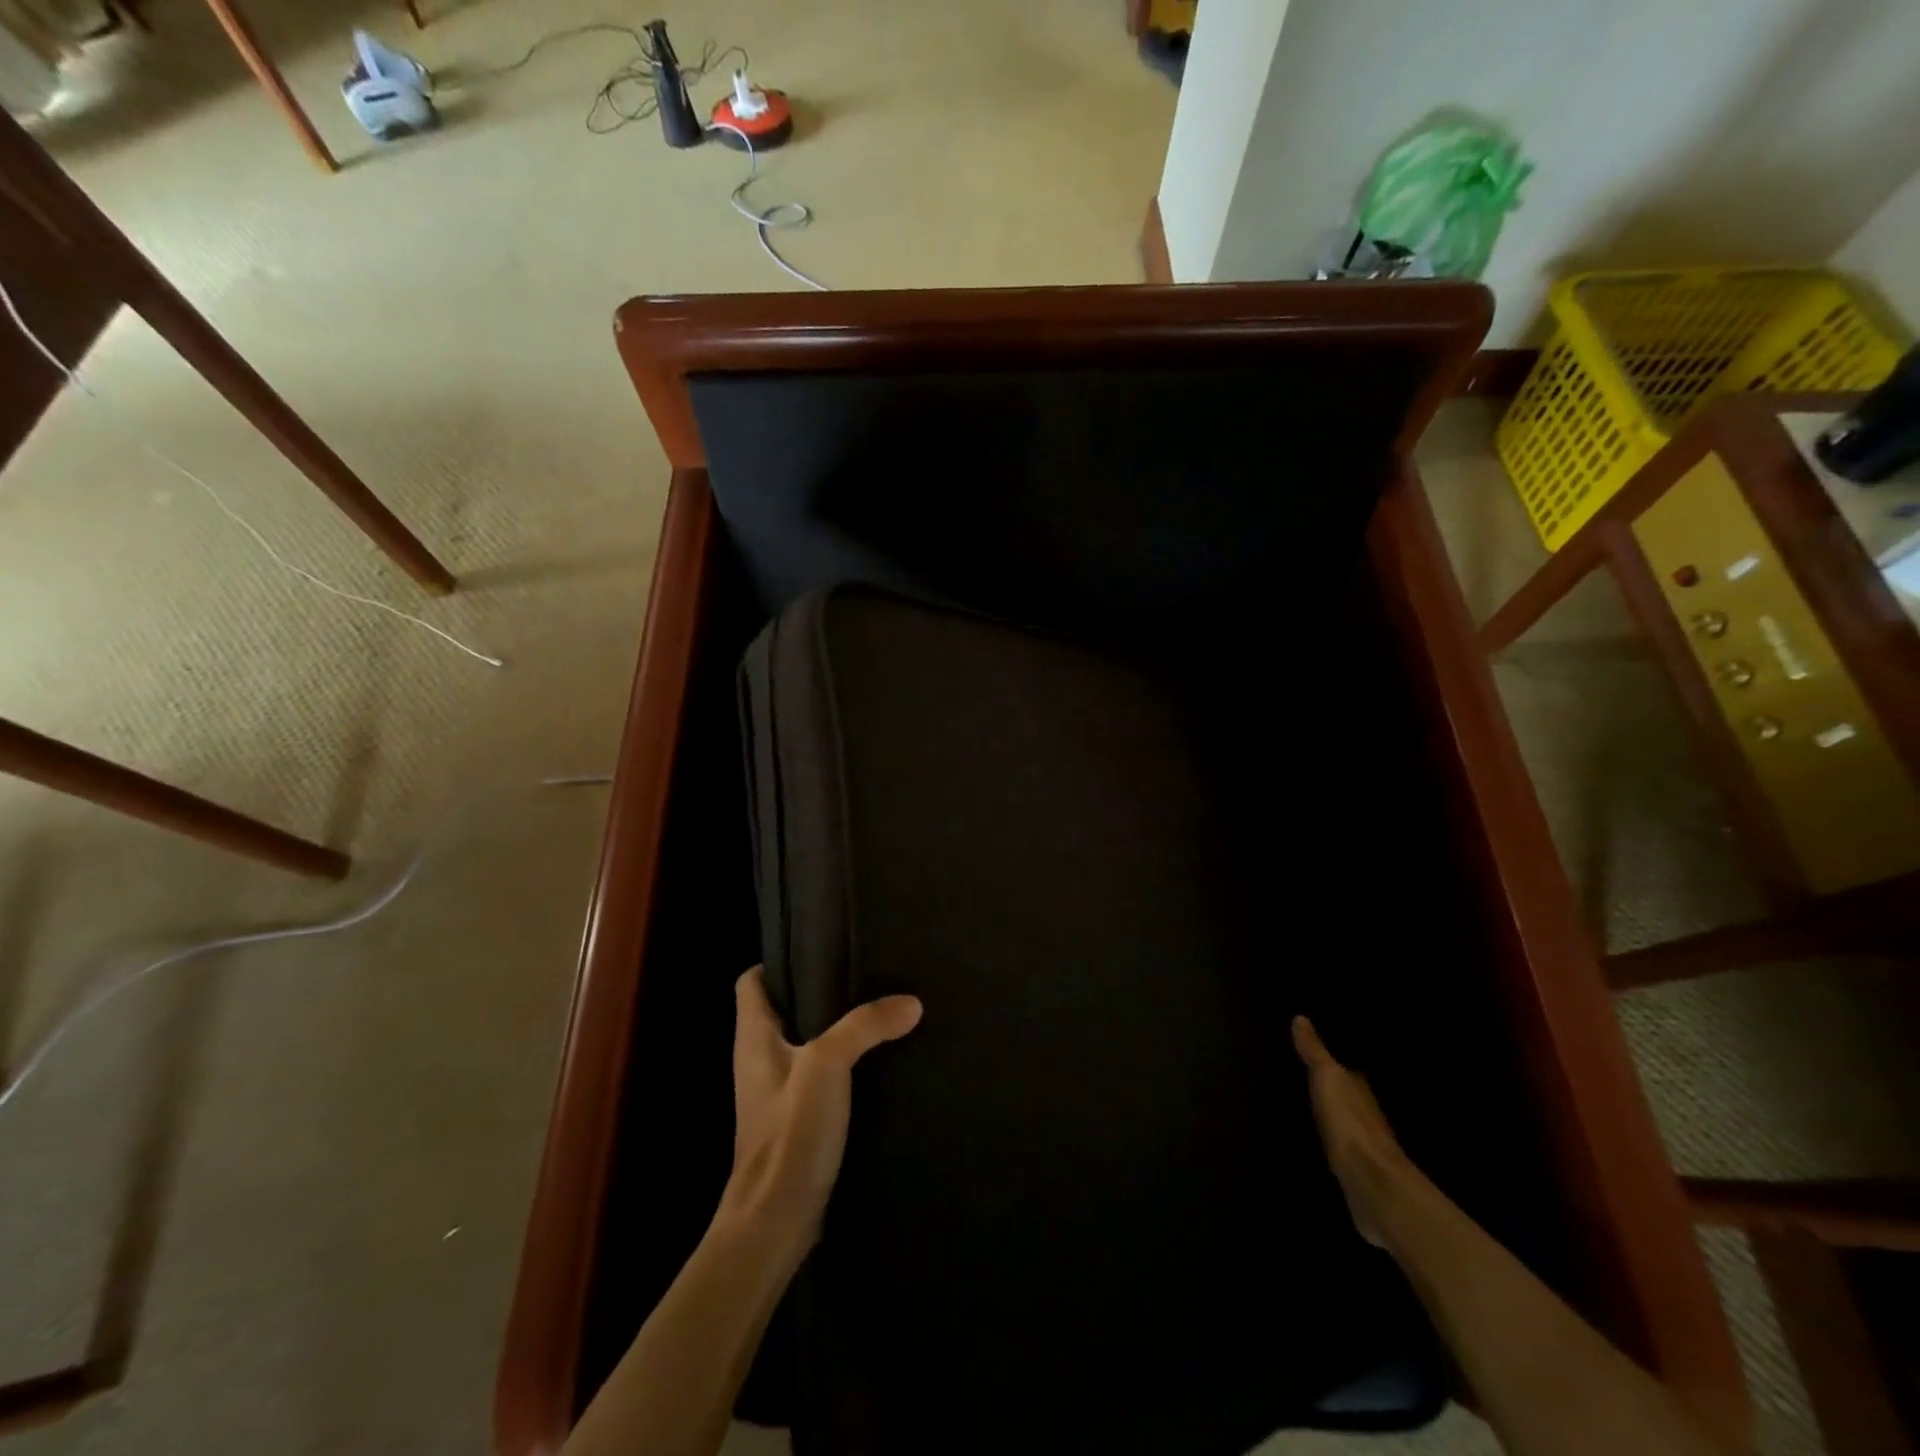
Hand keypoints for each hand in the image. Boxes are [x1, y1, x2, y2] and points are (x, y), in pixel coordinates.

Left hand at [723, 966, 922, 1242]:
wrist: (775, 1221)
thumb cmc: (788, 1133)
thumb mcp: (827, 1066)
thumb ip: (865, 1027)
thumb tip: (911, 1002)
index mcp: (752, 1037)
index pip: (750, 982)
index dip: (776, 961)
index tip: (817, 948)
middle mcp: (757, 1059)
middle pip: (780, 1008)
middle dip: (816, 989)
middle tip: (859, 972)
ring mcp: (775, 1092)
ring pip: (801, 1042)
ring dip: (831, 1027)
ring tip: (873, 1009)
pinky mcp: (794, 1120)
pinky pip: (816, 1075)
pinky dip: (840, 1063)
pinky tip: (873, 1061)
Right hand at [1293, 1016, 1418, 1248]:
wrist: (1370, 1181)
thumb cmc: (1349, 1121)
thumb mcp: (1327, 1077)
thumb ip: (1315, 1051)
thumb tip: (1301, 1017)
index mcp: (1359, 1087)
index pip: (1348, 1070)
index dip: (1335, 1062)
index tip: (1317, 1053)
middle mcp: (1366, 1112)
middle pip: (1348, 1095)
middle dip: (1334, 1088)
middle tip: (1308, 1076)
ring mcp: (1364, 1144)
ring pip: (1346, 1121)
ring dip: (1333, 1115)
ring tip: (1309, 1105)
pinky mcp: (1356, 1169)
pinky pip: (1341, 1146)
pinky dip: (1332, 1140)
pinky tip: (1319, 1139)